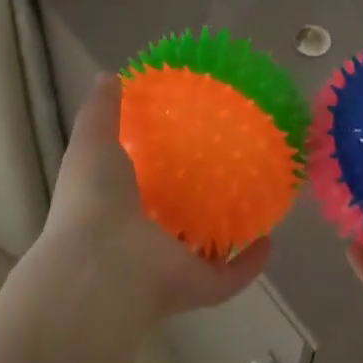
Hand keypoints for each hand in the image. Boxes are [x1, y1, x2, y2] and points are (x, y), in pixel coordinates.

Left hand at [41, 74, 271, 321]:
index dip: (153, 166)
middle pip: (171, 220)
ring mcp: (168, 266)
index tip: (180, 139)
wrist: (101, 268)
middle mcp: (141, 238)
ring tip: (252, 199)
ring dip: (222, 233)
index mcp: (116, 205)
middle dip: (192, 200)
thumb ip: (101, 111)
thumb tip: (107, 76)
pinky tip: (269, 240)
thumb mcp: (93, 142)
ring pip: (200, 250)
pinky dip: (249, 264)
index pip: (136, 186)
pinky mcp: (196, 286)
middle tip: (225, 167)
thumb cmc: (93, 200)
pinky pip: (228, 277)